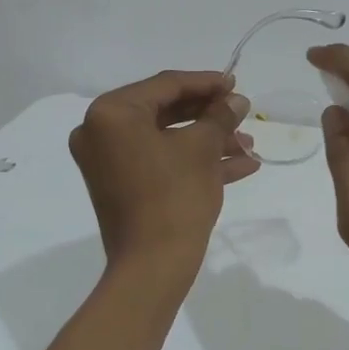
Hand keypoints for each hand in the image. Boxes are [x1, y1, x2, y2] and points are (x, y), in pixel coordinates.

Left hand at [69, 70, 257, 288]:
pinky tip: (240, 166)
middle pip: (164, 112)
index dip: (206, 83)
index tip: (236, 83)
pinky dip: (193, 162)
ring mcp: (108, 163)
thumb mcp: (202, 149)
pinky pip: (160, 163)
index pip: (165, 85)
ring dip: (208, 141)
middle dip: (209, 116)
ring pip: (166, 140)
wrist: (153, 267)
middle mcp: (100, 133)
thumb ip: (219, 116)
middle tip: (242, 113)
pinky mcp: (121, 187)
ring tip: (248, 144)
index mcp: (111, 114)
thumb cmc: (174, 197)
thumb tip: (236, 100)